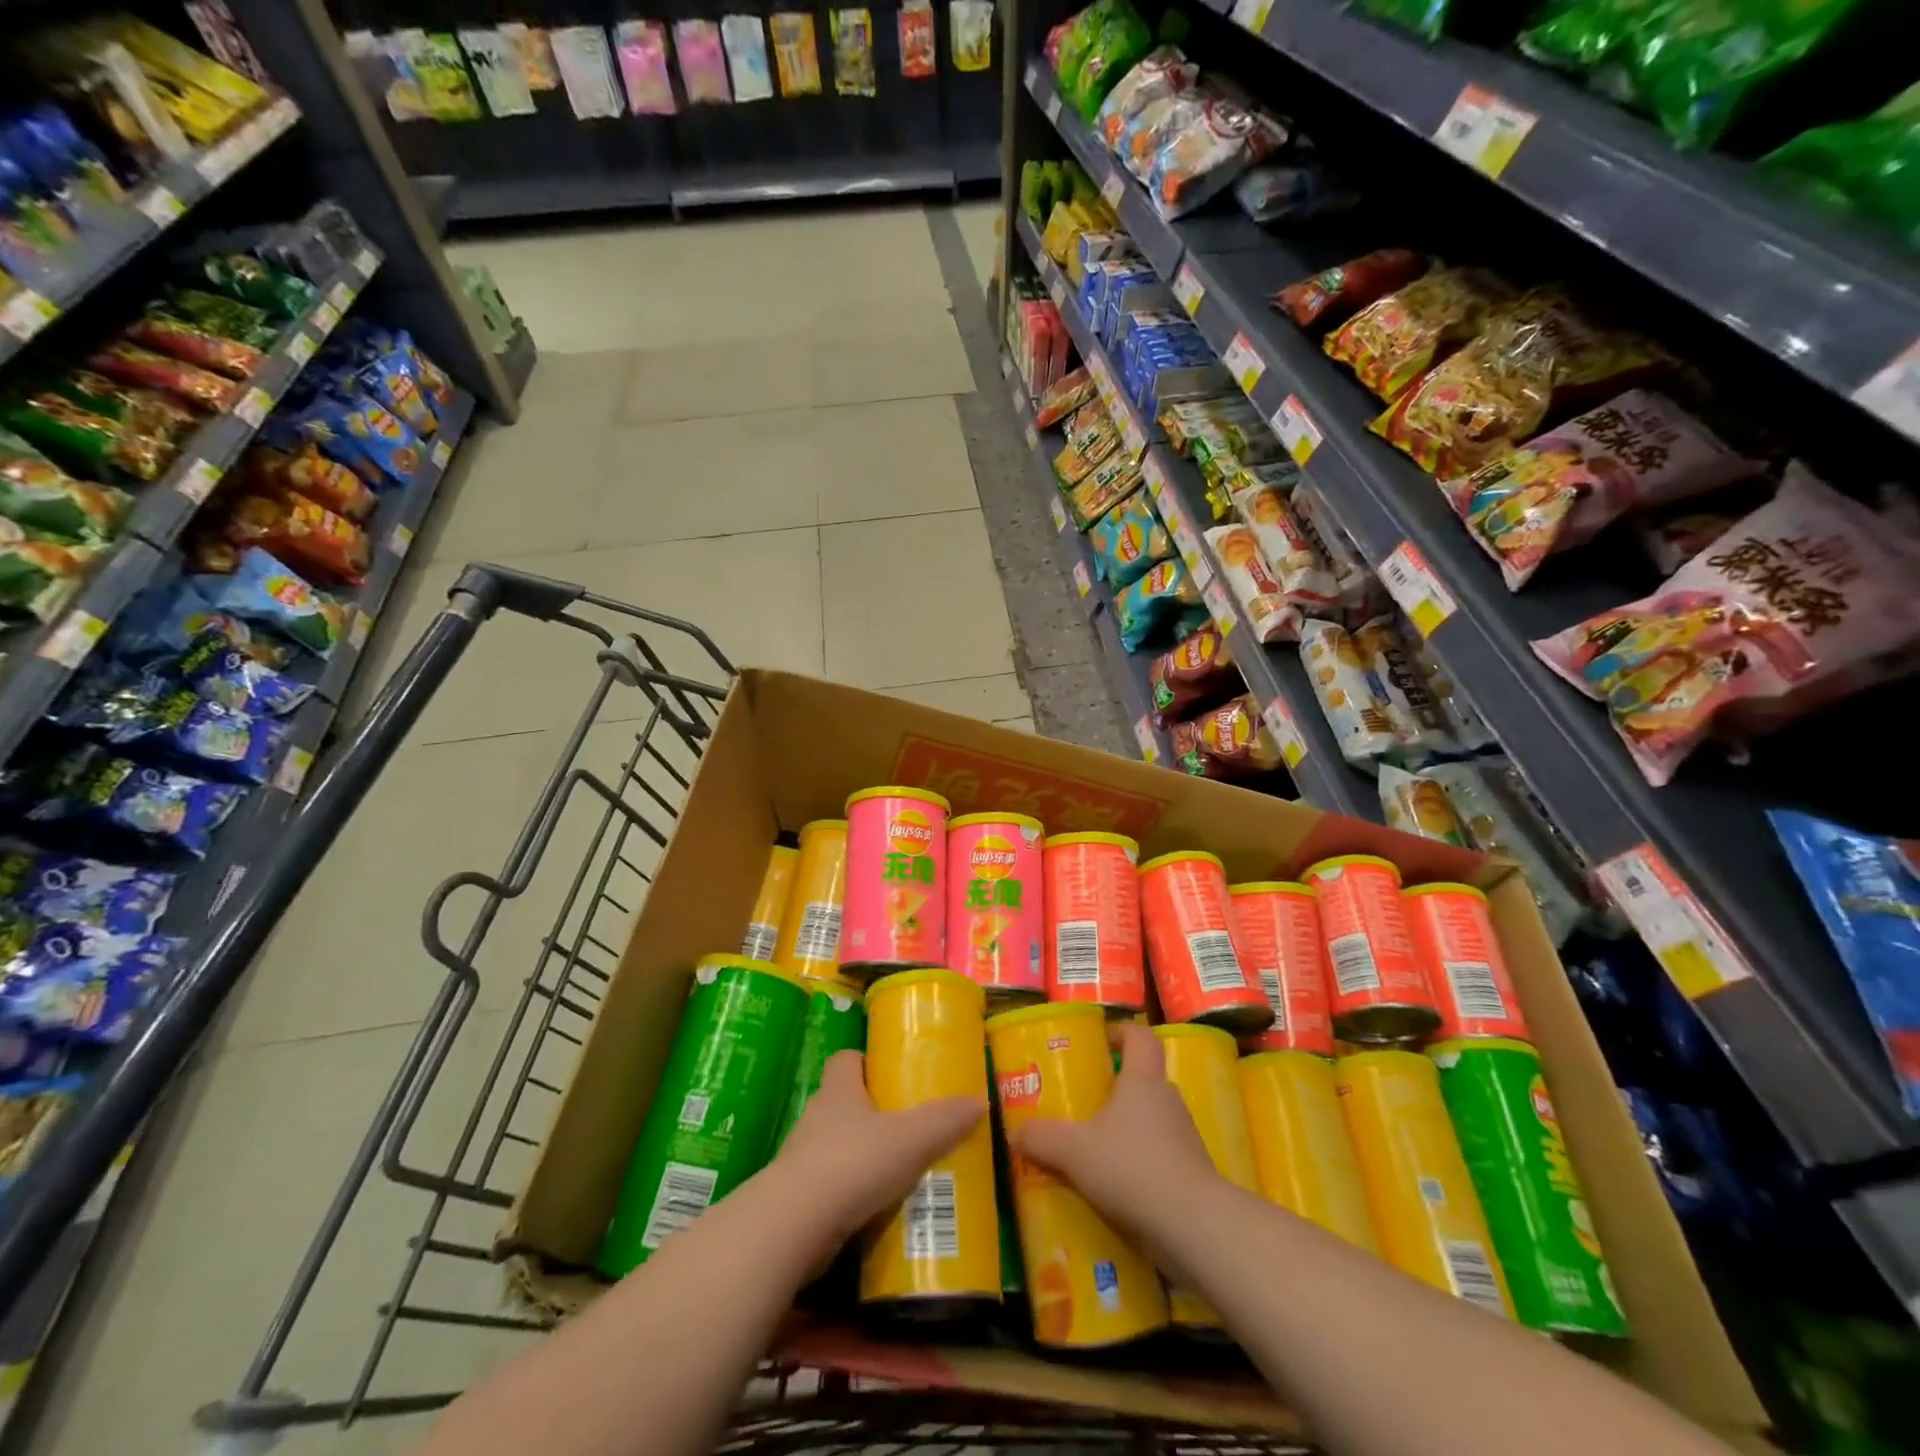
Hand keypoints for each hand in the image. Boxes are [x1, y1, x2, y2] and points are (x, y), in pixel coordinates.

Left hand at [770, 1050, 984, 1251]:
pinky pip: (832, 1187)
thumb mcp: (911, 1139)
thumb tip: (980, 1100)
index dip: (867, 1062)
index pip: (847, 1059)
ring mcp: (803, 1158)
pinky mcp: (800, 1198)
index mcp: (839, 1090)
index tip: (892, 1074)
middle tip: (909, 1126)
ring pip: (838, 1146)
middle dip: (873, 1113)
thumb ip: (945, 1120)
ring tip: (900, 1170)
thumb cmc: (853, 1163)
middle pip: (845, 1103)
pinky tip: (879, 1208)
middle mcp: (817, 1117)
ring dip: (864, 1156)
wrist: (795, 1225)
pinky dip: (853, 1194)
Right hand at [1010, 1023, 1220, 1245]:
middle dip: (1114, 1089)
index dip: (1119, 1033)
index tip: (1097, 1044)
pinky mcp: (1190, 1175)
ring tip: (1092, 1150)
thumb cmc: (1132, 1167)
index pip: (1139, 1037)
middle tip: (1083, 1103)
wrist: (1194, 1227)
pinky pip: (1159, 1158)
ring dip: (1126, 1131)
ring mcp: (1184, 1138)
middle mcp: (1167, 1100)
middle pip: (1143, 1080)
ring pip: (1150, 1121)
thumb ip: (1042, 1138)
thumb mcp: (1074, 1151)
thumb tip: (1014, 1133)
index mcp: (1143, 1080)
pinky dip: (1138, 1166)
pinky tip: (1114, 1189)